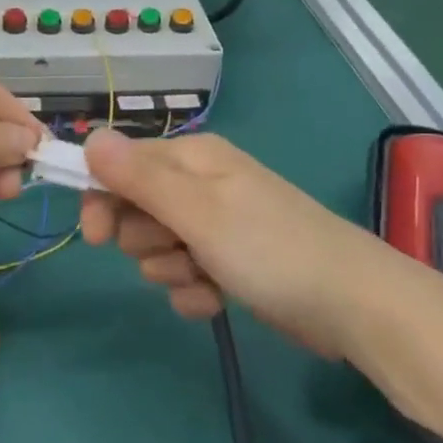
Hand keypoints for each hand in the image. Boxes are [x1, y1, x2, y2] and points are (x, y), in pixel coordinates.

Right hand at [79, 129, 380, 354]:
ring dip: (171, 269)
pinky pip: (186, 275)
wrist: (352, 305)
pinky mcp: (231, 262)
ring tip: (204, 278)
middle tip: (175, 252)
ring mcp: (218, 224)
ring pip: (159, 247)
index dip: (102, 198)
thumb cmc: (269, 248)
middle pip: (137, 208)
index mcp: (193, 158)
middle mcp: (202, 184)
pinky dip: (194, 291)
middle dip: (146, 239)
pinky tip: (217, 301)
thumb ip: (139, 177)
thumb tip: (90, 137)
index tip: (95, 237)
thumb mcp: (197, 211)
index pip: (122, 164)